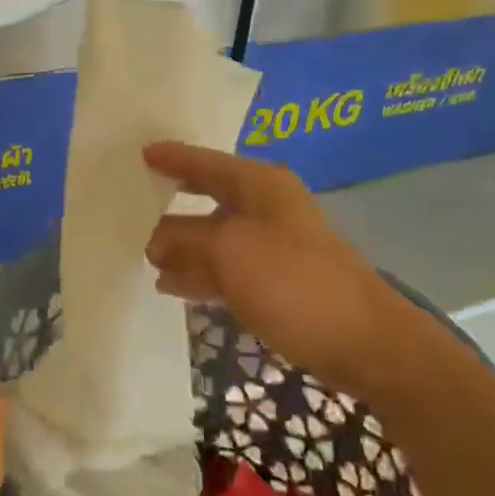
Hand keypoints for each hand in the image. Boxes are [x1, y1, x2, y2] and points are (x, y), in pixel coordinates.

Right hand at [144, 143, 449, 393]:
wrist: (363, 342)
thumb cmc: (294, 281)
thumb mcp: (229, 251)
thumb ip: (185, 239)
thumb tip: (155, 238)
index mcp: (261, 186)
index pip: (207, 163)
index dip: (174, 158)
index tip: (141, 154)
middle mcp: (266, 209)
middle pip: (209, 198)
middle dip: (172, 204)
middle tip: (131, 205)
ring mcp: (272, 247)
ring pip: (214, 238)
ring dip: (181, 246)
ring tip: (141, 254)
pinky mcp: (276, 283)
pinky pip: (226, 269)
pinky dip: (199, 274)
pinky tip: (171, 284)